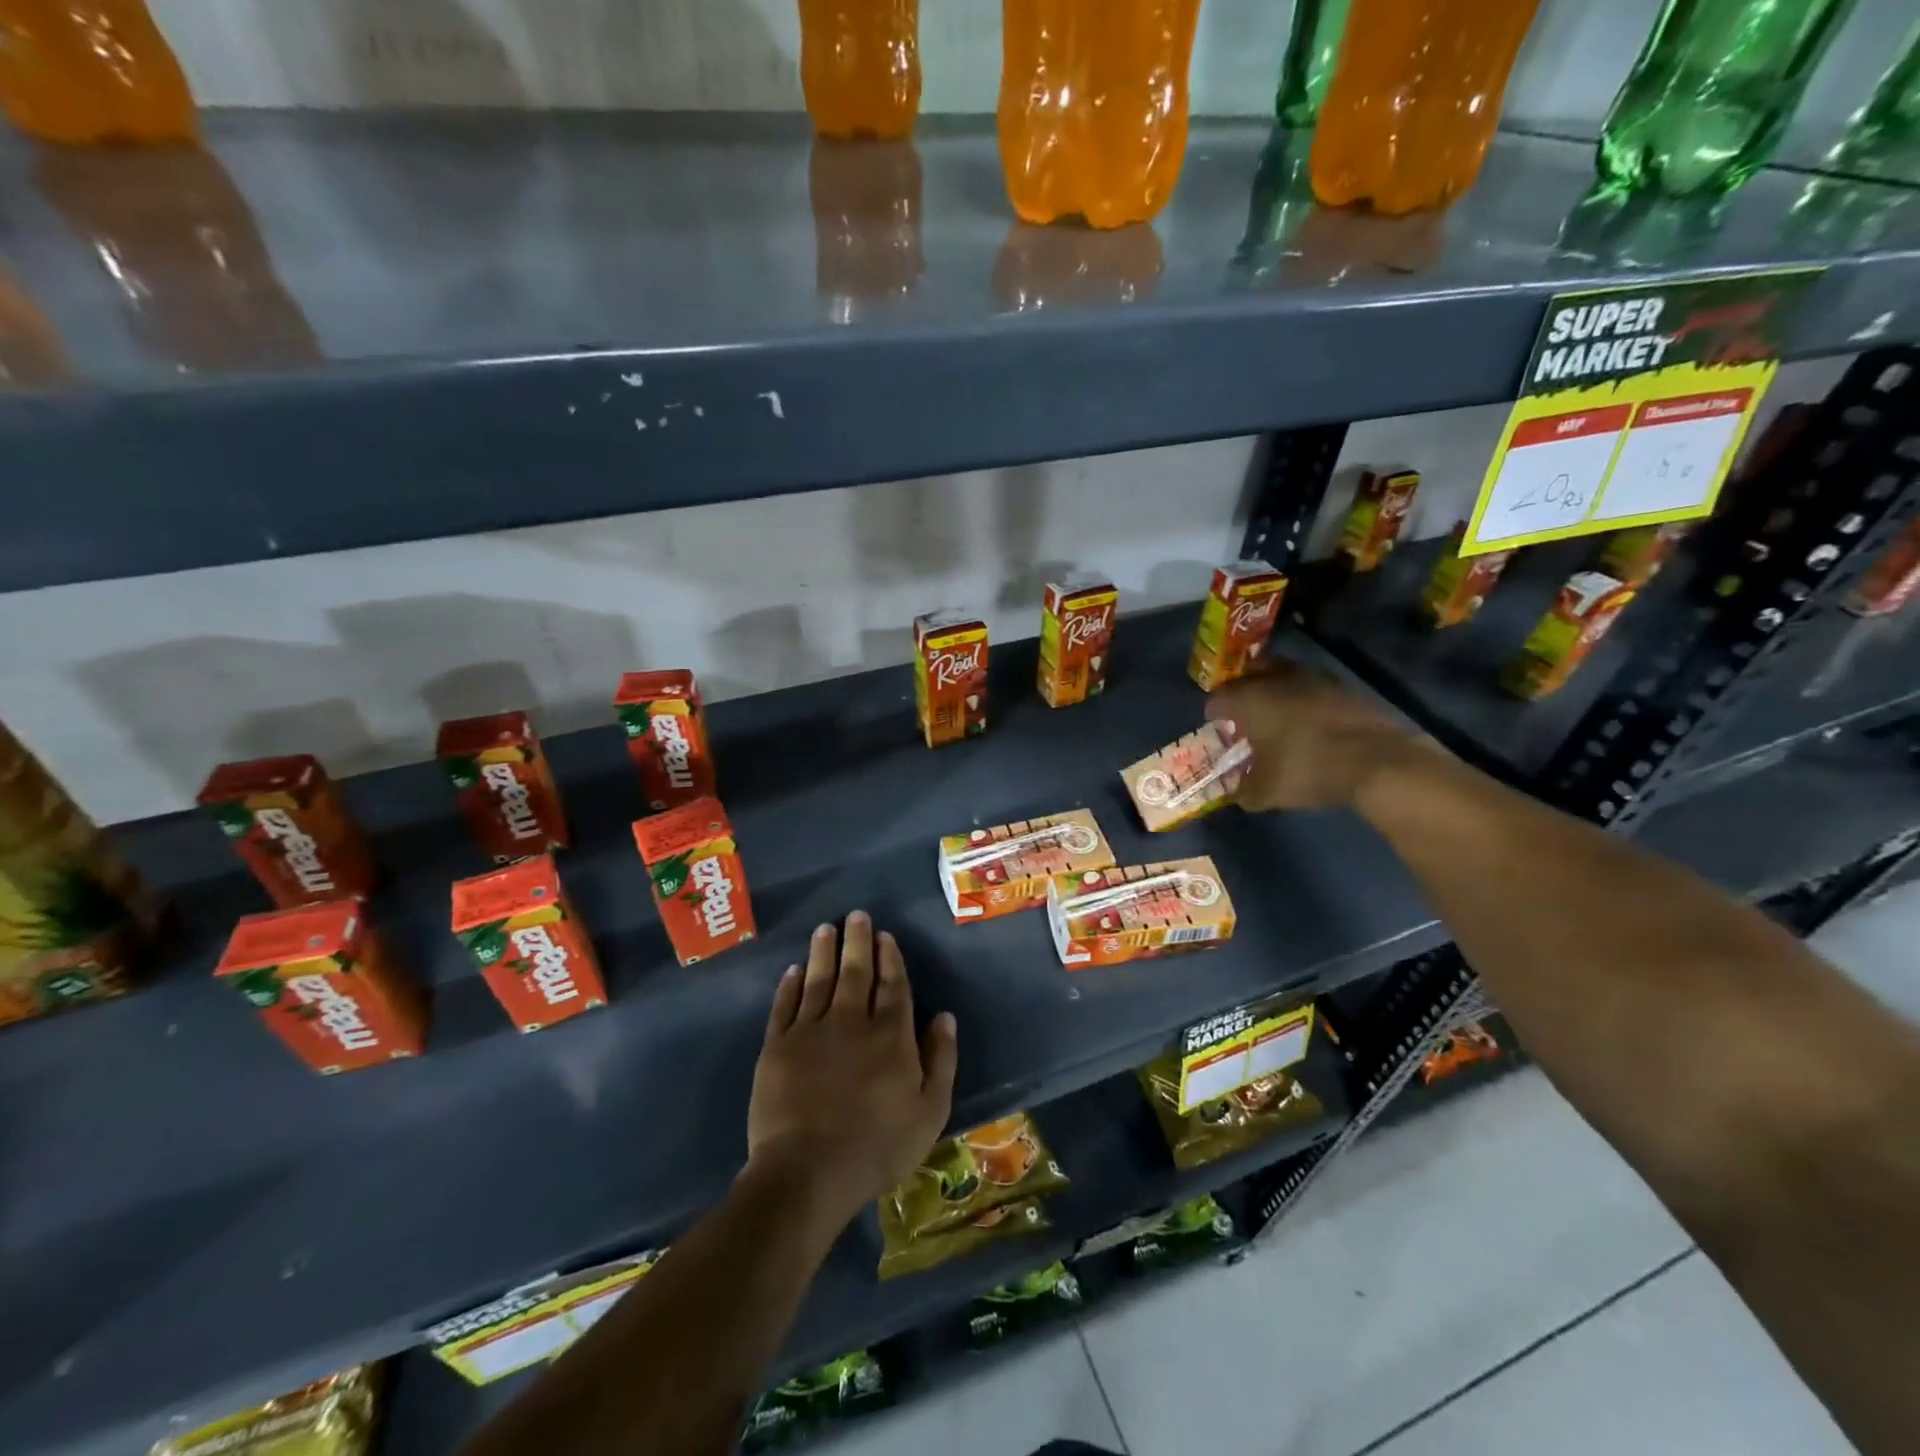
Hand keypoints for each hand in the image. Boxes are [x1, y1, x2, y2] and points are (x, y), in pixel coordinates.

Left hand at [745, 912, 957, 1236]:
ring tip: (825, 929)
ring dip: (823, 952)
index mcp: (890, 1035)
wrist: (808, 1171)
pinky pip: (785, 1005)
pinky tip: (793, 970)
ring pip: (819, 980)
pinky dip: (789, 985)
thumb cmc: (877, 1146)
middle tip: (856, 916)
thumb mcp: (929, 1111)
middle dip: (858, 942)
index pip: (892, 985)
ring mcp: (811, 1031)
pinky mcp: (777, 1046)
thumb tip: (944, 1015)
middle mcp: (851, 1021)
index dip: (889, 958)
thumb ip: (940, 1059)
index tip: (885, 936)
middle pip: (856, 972)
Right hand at [1207, 660, 1418, 811]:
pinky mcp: (1345, 688)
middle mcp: (1278, 679)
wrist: (1379, 760)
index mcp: (1249, 698)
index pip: (1218, 698)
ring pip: (1283, 677)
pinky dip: (1305, 702)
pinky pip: (1312, 689)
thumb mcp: (1267, 792)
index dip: (1214, 714)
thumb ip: (1245, 792)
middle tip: (1245, 717)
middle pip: (1250, 676)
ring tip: (1279, 720)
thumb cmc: (1307, 769)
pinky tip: (1311, 726)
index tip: (1218, 730)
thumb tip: (1238, 795)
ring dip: (1276, 693)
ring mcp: (1315, 679)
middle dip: (1243, 693)